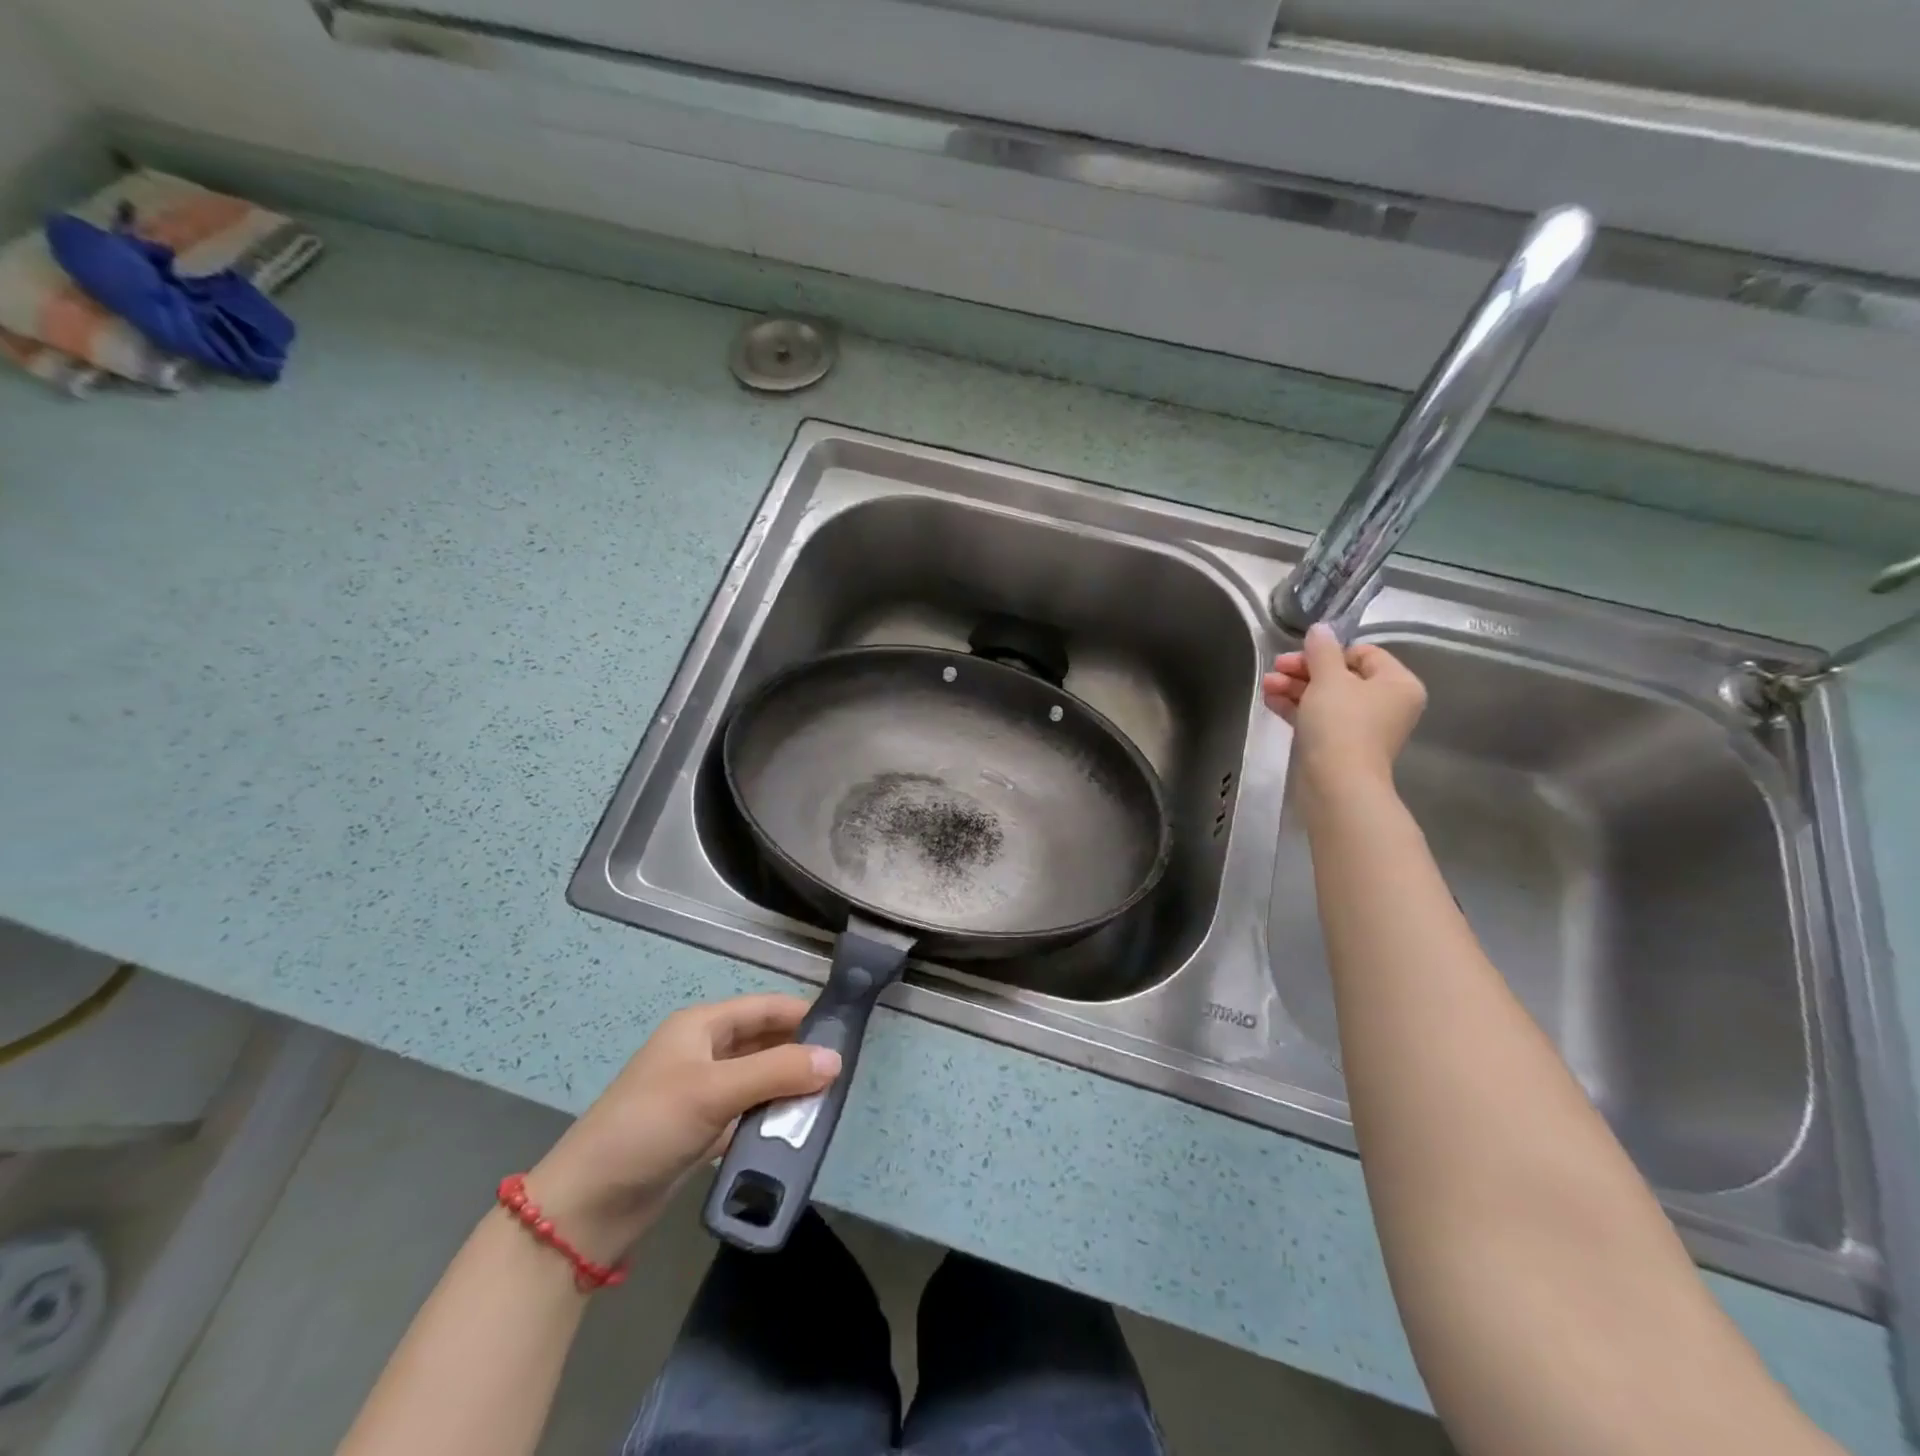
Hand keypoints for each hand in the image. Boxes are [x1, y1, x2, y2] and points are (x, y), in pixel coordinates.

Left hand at [523, 995, 839, 1261]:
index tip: (846, 1028)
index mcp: (701, 1026)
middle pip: (764, 1042)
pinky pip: (748, 1112)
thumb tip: (836, 1059)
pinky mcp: (702, 1129)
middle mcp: (704, 1052)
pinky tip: (797, 1130)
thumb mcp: (715, 1092)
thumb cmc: (648, 1127)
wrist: (587, 1207)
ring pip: (759, 1079)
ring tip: (829, 1101)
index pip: (764, 1007)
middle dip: (800, 1053)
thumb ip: (777, 1072)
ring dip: (788, 1088)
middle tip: (843, 1071)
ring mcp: (702, 1092)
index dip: (803, 1013)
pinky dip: (771, 1117)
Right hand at [1262, 623, 1426, 789]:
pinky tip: (1271, 701)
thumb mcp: (1328, 679)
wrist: (1336, 784)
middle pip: (1342, 675)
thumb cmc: (1340, 724)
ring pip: (1326, 697)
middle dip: (1304, 670)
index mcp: (1397, 683)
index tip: (1298, 655)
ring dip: (1295, 688)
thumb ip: (1322, 650)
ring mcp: (1363, 727)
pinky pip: (1319, 718)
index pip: (1363, 653)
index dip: (1328, 651)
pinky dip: (1297, 708)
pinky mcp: (1341, 745)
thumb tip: (1320, 628)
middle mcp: (1386, 704)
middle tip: (1276, 668)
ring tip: (1266, 685)